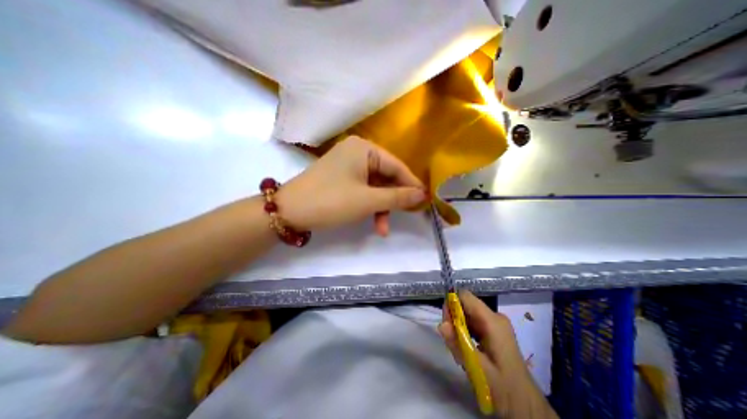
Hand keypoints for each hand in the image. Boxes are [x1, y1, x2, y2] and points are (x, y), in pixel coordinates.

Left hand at [275, 137, 428, 235]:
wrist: (289, 211)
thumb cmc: (331, 201)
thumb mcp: (368, 200)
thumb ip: (397, 197)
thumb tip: (423, 195)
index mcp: (364, 149)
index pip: (396, 166)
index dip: (411, 185)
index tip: (425, 200)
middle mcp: (357, 152)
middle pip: (386, 177)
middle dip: (393, 200)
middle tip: (406, 216)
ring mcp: (348, 165)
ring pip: (375, 187)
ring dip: (381, 207)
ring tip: (383, 229)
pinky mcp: (342, 178)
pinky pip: (363, 190)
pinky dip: (369, 205)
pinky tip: (373, 222)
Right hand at [440, 291, 557, 418]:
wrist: (528, 409)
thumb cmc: (505, 389)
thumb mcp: (478, 368)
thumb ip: (458, 345)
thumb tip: (441, 324)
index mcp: (492, 321)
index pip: (465, 296)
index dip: (451, 303)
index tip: (446, 323)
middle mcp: (494, 317)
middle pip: (465, 306)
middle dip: (454, 320)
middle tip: (452, 342)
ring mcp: (495, 325)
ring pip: (467, 316)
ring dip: (458, 329)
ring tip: (460, 351)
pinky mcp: (494, 333)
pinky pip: (473, 324)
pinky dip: (465, 334)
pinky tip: (466, 352)